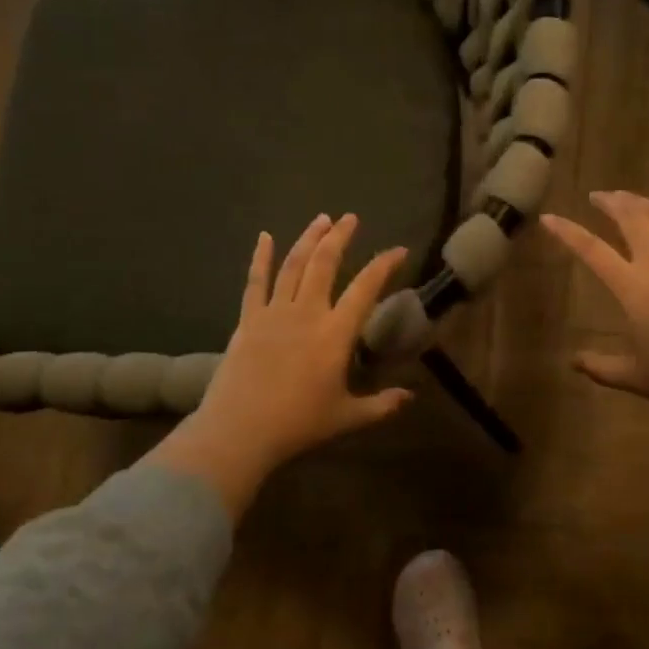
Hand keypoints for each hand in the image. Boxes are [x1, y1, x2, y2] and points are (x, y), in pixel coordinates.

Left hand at [146, 214, 412, 513]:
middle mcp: (307, 313)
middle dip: (340, 237)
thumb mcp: (347, 417)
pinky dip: (260, 258)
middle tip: (350, 218)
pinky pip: (255, 282)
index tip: (398, 250)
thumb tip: (410, 397)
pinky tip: (265, 237)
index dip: (384, 265)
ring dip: (308, 239)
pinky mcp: (248, 320)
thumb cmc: (298, 424)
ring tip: (321, 219)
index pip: (365, 288)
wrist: (239, 430)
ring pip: (293, 265)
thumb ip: (381, 405)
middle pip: (325, 263)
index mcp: (335, 334)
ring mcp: (274, 313)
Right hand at [542, 191, 648, 405]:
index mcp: (632, 287)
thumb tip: (574, 362)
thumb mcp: (636, 376)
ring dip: (642, 202)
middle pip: (630, 219)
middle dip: (610, 203)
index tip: (549, 217)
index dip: (567, 232)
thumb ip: (602, 368)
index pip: (591, 251)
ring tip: (629, 196)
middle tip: (598, 195)